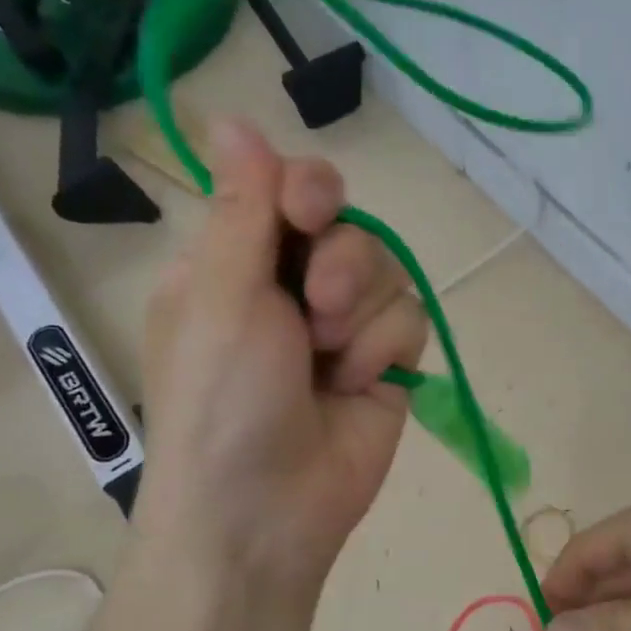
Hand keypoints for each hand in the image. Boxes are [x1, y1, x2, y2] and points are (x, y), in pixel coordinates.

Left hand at [133, 118, 427, 585]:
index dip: (310, 191)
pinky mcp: (384, 366)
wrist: (263, 513)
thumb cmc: (221, 398)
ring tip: (329, 359)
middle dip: (340, 262)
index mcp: (237, 264)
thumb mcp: (221, 295)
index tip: (307, 213)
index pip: (290, 190)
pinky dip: (382, 350)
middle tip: (314, 308)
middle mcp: (291, 289)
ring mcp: (342, 330)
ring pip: (386, 271)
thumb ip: (242, 208)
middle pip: (350, 225)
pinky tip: (355, 386)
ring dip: (359, 312)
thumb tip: (229, 117)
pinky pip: (409, 320)